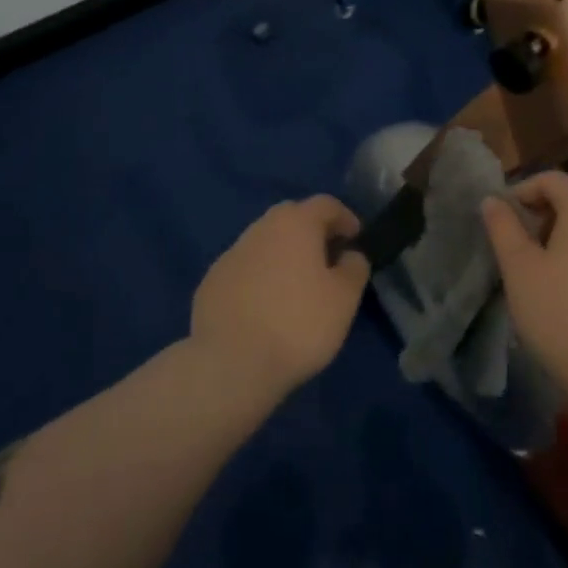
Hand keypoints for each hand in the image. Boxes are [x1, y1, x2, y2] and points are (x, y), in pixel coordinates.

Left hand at [190, 196, 370, 403]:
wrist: (230, 363)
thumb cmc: (298, 324)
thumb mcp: (344, 298)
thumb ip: (354, 267)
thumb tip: (350, 254)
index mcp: (295, 223)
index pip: (326, 204)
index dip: (345, 218)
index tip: (356, 239)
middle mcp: (260, 228)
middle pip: (292, 218)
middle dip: (312, 232)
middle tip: (328, 259)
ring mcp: (231, 254)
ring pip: (265, 243)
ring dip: (284, 255)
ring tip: (297, 286)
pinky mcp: (211, 282)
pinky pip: (245, 269)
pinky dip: (260, 277)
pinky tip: (265, 307)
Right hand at [480, 171, 567, 399]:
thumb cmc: (559, 314)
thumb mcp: (518, 268)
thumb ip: (502, 226)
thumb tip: (493, 200)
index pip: (552, 180)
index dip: (523, 191)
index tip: (503, 219)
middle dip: (543, 218)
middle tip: (520, 250)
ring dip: (566, 242)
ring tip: (545, 276)